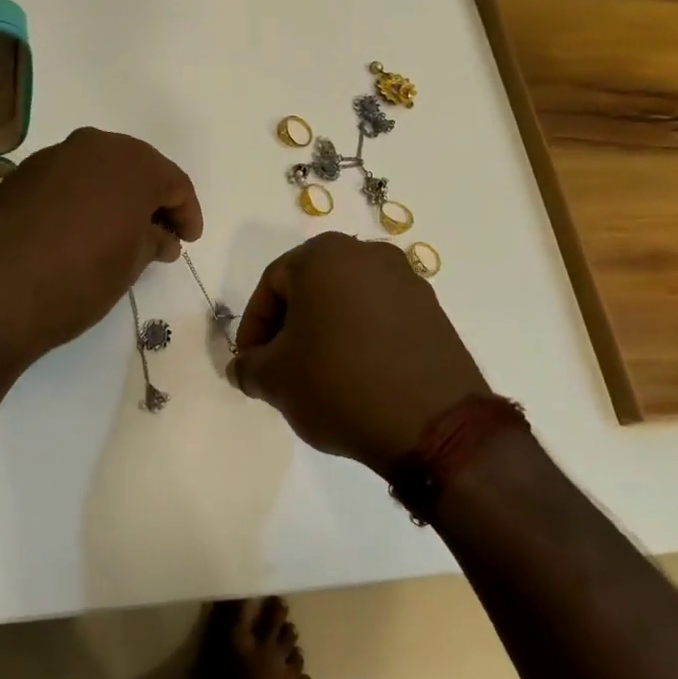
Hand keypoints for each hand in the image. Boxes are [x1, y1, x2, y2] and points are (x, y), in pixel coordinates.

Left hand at [0, 128, 202, 370]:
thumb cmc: (78, 278)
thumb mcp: (130, 264)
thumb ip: (153, 240)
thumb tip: (160, 235)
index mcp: (132, 163)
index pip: (174, 183)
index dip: (186, 213)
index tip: (188, 241)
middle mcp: (93, 146)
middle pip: (136, 168)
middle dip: (152, 200)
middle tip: (160, 235)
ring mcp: (53, 156)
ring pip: (99, 170)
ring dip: (115, 196)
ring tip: (119, 234)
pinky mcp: (21, 174)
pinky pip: (68, 179)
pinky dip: (83, 198)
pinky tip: (80, 229)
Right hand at [228, 233, 485, 471]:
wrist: (434, 424)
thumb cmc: (339, 384)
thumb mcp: (275, 380)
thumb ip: (248, 366)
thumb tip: (243, 367)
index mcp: (324, 254)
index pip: (272, 285)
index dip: (254, 328)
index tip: (251, 365)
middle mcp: (368, 254)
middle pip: (311, 289)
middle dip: (290, 328)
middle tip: (281, 369)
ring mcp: (407, 280)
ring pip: (347, 302)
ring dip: (326, 334)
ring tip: (320, 378)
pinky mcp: (434, 311)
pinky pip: (381, 318)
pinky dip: (362, 340)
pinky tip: (358, 378)